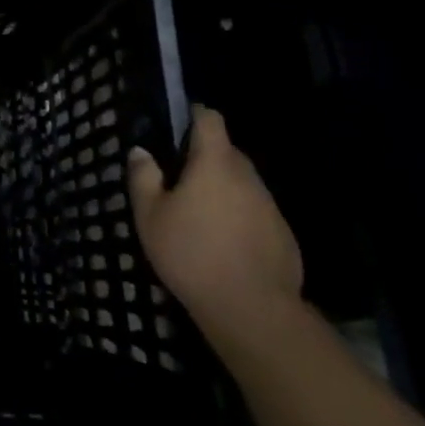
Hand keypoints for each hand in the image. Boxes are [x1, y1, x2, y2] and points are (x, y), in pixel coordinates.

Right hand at [129, 105, 302, 345]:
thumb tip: (141, 151)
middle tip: (179, 177)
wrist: (252, 310)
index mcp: (214, 163)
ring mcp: (269, 206)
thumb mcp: (150, 215)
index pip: (210, 120)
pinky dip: (239, 215)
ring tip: (199, 213)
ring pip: (242, 182)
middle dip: (205, 156)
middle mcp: (247, 176)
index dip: (194, 115)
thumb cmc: (191, 254)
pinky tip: (223, 242)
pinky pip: (255, 211)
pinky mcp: (283, 234)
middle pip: (227, 151)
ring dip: (222, 187)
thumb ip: (143, 177)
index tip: (178, 124)